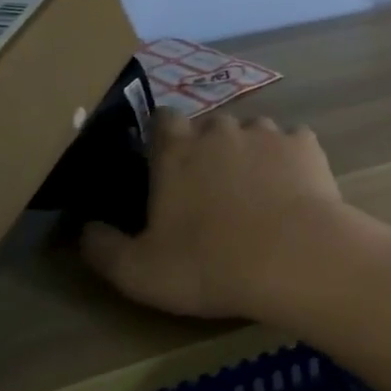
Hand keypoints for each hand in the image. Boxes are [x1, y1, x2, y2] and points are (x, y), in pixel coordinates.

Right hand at [79, 112, 350, 321]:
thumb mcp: (138, 272)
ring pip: (254, 133)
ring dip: (251, 154)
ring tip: (258, 194)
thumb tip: (83, 229)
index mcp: (177, 149)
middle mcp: (222, 128)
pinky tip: (294, 192)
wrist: (294, 257)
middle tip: (213, 191)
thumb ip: (103, 248)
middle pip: (211, 127)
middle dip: (209, 150)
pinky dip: (290, 162)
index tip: (166, 165)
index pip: (163, 118)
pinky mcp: (307, 143)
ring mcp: (269, 132)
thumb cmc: (209, 264)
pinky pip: (293, 144)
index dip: (163, 138)